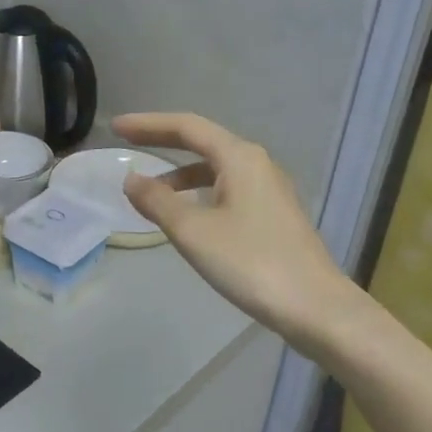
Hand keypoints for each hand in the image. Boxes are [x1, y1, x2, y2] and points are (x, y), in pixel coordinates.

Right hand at [114, 112, 358, 355]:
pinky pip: (228, 188)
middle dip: (163, 141)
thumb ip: (157, 201)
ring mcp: (270, 189)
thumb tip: (132, 178)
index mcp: (239, 157)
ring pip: (216, 168)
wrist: (315, 307)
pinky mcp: (274, 214)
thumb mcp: (193, 231)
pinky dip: (200, 192)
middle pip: (203, 141)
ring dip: (181, 173)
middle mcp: (257, 164)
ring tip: (151, 192)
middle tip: (127, 141)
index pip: (187, 127)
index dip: (148, 124)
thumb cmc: (250, 263)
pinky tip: (189, 215)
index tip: (116, 126)